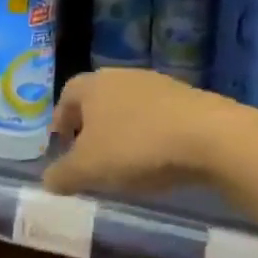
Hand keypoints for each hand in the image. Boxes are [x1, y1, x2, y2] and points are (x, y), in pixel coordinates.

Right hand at [43, 69, 230, 199]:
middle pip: (99, 98)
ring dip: (124, 129)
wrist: (211, 137)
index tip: (62, 145)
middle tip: (91, 154)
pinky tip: (160, 159)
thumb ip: (63, 175)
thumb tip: (47, 181)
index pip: (66, 95)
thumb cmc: (137, 147)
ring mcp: (158, 84)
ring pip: (130, 106)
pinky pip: (160, 116)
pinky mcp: (190, 98)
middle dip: (92, 125)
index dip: (60, 120)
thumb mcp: (90, 169)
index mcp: (92, 85)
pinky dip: (153, 134)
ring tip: (126, 161)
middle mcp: (122, 76)